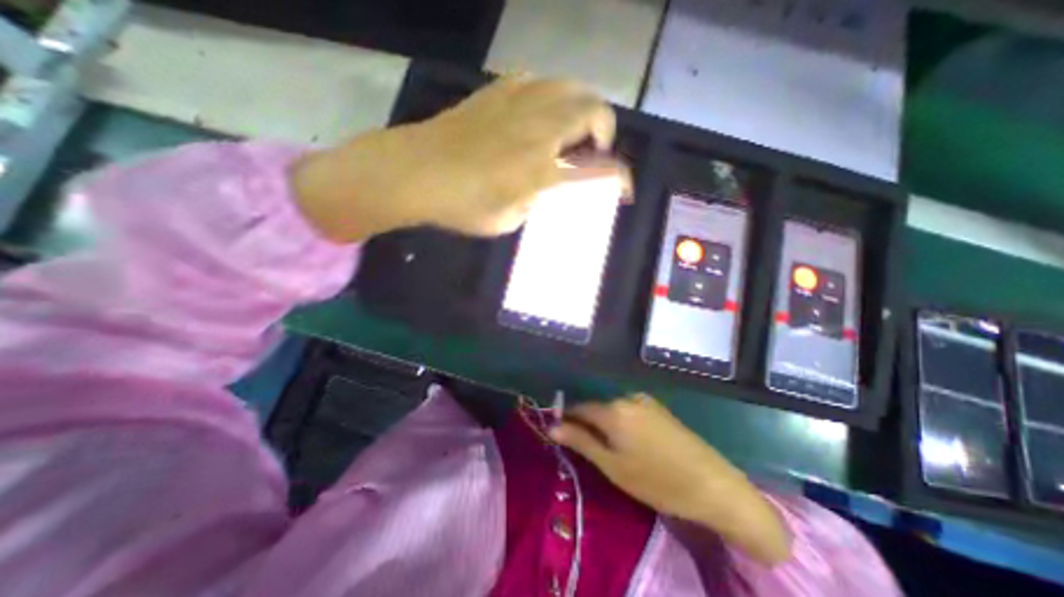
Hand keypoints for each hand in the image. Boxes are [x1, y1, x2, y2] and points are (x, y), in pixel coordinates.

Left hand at [289, 74, 630, 242]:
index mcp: (542, 171)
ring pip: (571, 87)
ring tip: (571, 129)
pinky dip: (549, 97)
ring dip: (582, 107)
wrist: (414, 171)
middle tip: (592, 150)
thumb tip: (538, 189)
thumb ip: (532, 203)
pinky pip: (537, 82)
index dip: (620, 179)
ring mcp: (518, 104)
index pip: (598, 170)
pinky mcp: (497, 91)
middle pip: (594, 110)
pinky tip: (537, 114)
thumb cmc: (460, 206)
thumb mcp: (506, 221)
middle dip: (605, 130)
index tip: (625, 189)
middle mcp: (539, 131)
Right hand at [547, 394, 787, 566]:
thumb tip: (552, 427)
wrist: (713, 485)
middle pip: (596, 407)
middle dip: (587, 424)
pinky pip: (629, 410)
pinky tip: (631, 443)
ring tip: (611, 451)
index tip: (562, 436)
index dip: (568, 421)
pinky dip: (621, 423)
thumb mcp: (612, 465)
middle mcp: (626, 397)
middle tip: (589, 451)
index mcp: (613, 409)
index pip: (579, 408)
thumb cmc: (657, 480)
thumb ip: (580, 441)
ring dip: (605, 425)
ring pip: (612, 409)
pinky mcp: (657, 407)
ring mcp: (645, 400)